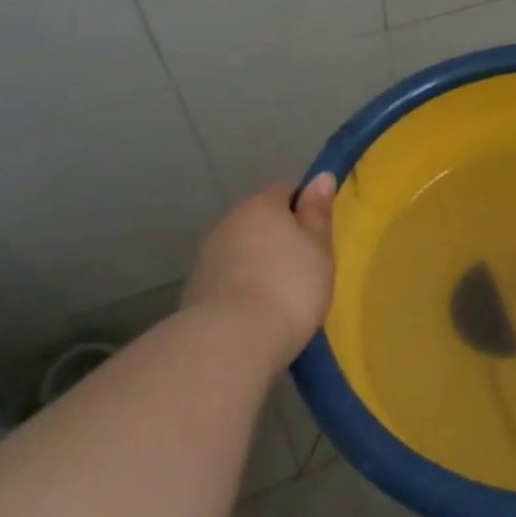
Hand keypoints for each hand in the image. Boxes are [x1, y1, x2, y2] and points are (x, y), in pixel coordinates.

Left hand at [180, 176, 336, 369]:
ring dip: (257, 262)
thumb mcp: (319, 247)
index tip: (316, 237)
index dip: (303, 210)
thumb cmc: (290, 285)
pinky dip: (240, 285)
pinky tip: (255, 311)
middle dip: (278, 237)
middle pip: (260, 221)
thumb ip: (318, 212)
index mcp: (261, 206)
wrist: (233, 340)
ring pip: (241, 249)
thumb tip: (321, 177)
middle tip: (303, 267)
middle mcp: (229, 222)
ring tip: (279, 294)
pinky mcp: (194, 290)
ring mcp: (207, 256)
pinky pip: (227, 277)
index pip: (285, 191)